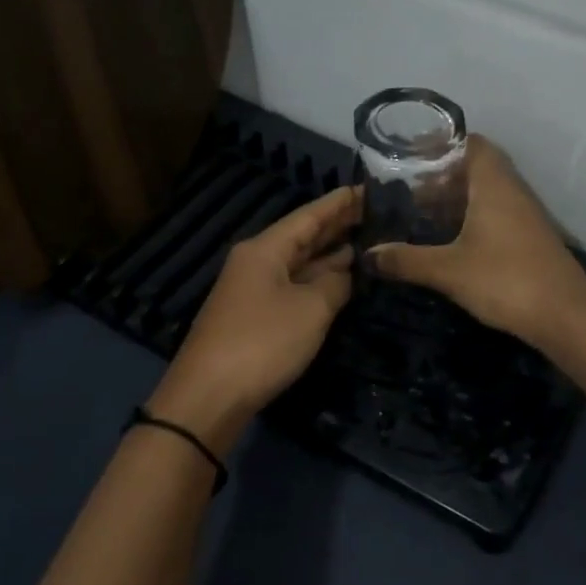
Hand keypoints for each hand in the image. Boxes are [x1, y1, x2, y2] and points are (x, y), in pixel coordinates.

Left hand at [148, 186, 361, 444]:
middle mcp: (257, 262)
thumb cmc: (263, 343)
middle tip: (376, 212)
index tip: (369, 188)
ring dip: (330, 253)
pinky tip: (340, 279)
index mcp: (265, 249)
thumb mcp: (311, 309)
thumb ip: (335, 283)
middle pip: (302, 236)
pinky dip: (318, 279)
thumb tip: (346, 271)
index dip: (340, 202)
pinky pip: (293, 286)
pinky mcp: (255, 316)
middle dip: (337, 224)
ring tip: (367, 240)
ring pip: (299, 262)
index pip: (309, 215)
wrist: (210, 396)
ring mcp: (254, 290)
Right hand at [369, 136, 585, 347]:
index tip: (412, 155)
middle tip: (411, 188)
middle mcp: (513, 190)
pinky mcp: (531, 237)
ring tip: (425, 212)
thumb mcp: (448, 270)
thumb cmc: (505, 280)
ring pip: (489, 191)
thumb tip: (369, 255)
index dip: (442, 144)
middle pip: (478, 166)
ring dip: (459, 197)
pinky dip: (474, 216)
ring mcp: (526, 214)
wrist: (564, 314)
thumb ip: (407, 260)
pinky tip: (453, 238)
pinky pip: (498, 212)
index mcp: (494, 184)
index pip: (471, 143)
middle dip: (444, 174)